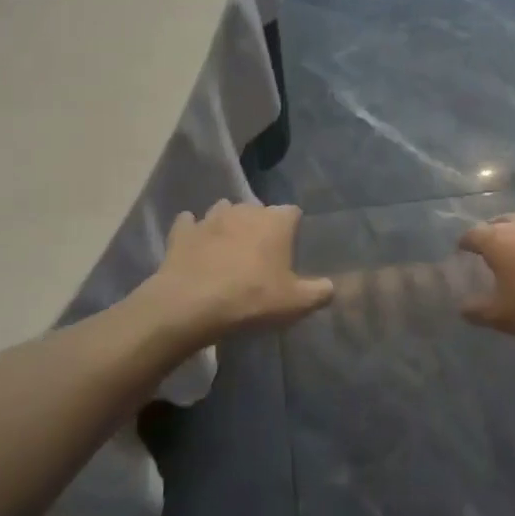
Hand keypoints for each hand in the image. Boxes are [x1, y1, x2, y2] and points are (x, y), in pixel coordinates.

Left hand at [150, 200, 333, 341]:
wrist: (191, 305)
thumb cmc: (251, 299)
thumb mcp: (295, 303)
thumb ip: (319, 292)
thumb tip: (331, 287)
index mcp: (275, 221)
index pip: (293, 213)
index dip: (292, 229)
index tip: (290, 250)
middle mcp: (245, 210)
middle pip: (258, 210)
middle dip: (260, 226)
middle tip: (259, 254)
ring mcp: (210, 217)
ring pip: (223, 211)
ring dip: (227, 225)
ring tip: (228, 248)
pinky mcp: (182, 231)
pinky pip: (189, 224)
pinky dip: (193, 232)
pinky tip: (195, 246)